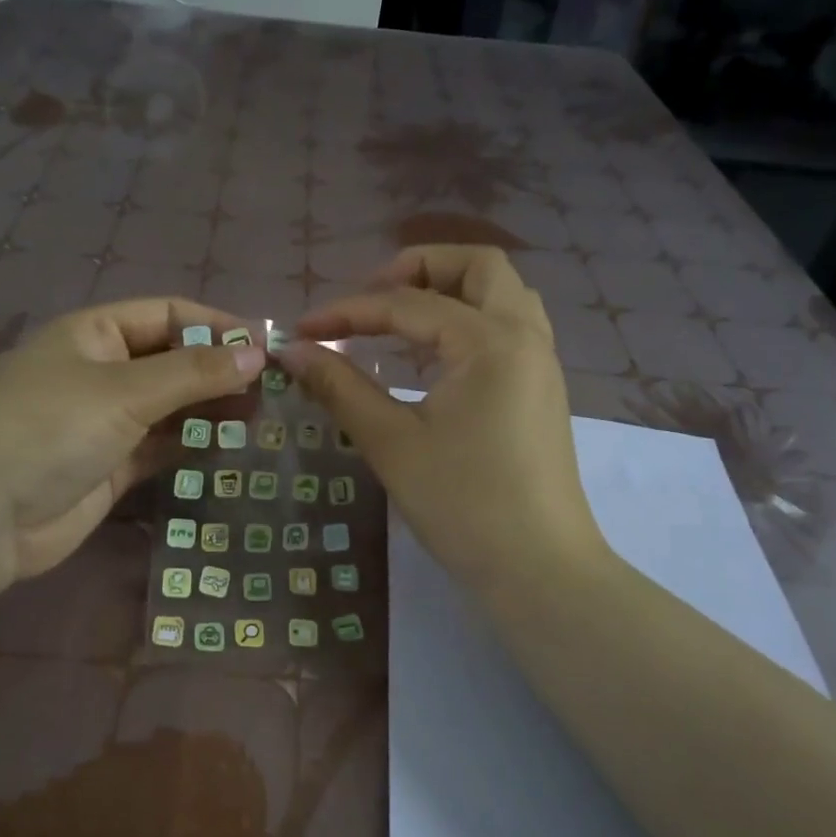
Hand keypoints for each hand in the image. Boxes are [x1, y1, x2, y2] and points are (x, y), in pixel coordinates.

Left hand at [0, 299, 263, 586]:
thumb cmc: (50, 429)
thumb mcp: (124, 391)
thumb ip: (193, 373)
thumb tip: (256, 354)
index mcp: (95, 332)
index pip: (168, 314)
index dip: (216, 326)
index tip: (265, 347)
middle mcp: (102, 370)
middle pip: (173, 359)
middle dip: (219, 369)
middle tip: (272, 386)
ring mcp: (106, 419)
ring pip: (171, 403)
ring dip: (211, 406)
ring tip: (261, 413)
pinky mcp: (112, 463)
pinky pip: (162, 443)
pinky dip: (193, 440)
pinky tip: (231, 442)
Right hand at [281, 247, 605, 602]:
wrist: (539, 570)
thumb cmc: (463, 504)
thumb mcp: (391, 443)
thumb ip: (340, 387)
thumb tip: (293, 352)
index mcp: (490, 341)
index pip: (408, 304)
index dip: (348, 312)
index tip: (302, 330)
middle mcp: (524, 336)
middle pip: (478, 266)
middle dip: (418, 268)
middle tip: (371, 298)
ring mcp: (540, 363)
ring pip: (501, 294)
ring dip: (450, 290)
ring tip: (398, 320)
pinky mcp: (541, 390)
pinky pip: (508, 327)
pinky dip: (468, 321)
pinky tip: (430, 356)